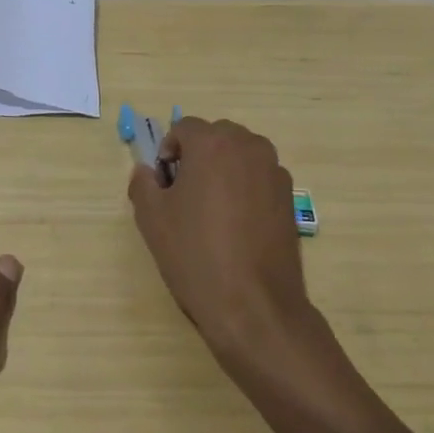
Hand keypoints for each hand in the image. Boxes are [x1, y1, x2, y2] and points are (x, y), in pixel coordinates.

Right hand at [127, 117, 311, 359]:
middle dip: (198, 155)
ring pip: (241, 156)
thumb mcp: (152, 218)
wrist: (253, 305)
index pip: (184, 128)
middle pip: (216, 136)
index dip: (168, 151)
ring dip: (223, 170)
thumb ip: (143, 184)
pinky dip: (245, 188)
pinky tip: (236, 226)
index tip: (163, 183)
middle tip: (184, 193)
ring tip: (211, 210)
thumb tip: (148, 173)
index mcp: (213, 144)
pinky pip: (259, 178)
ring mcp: (275, 172)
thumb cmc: (195, 254)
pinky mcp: (290, 198)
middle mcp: (249, 147)